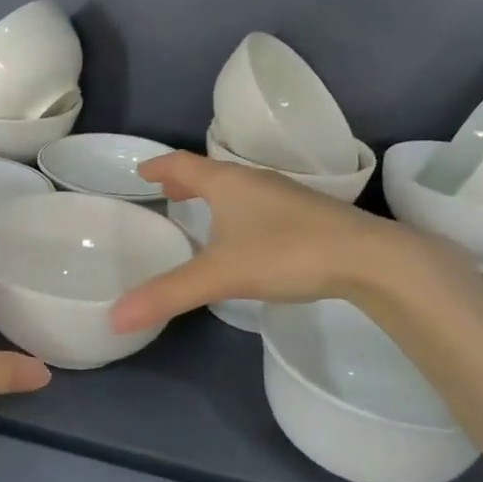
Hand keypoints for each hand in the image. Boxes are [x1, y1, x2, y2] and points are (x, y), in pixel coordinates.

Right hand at [109, 152, 475, 332]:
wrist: (368, 258)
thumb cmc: (285, 253)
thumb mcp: (220, 276)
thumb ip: (168, 294)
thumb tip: (115, 316)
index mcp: (228, 183)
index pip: (183, 164)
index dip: (160, 167)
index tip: (141, 170)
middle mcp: (255, 180)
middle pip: (211, 172)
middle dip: (186, 180)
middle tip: (166, 191)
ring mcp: (286, 195)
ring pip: (240, 187)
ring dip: (215, 195)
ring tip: (202, 211)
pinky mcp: (309, 213)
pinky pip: (261, 203)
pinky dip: (241, 210)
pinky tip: (248, 235)